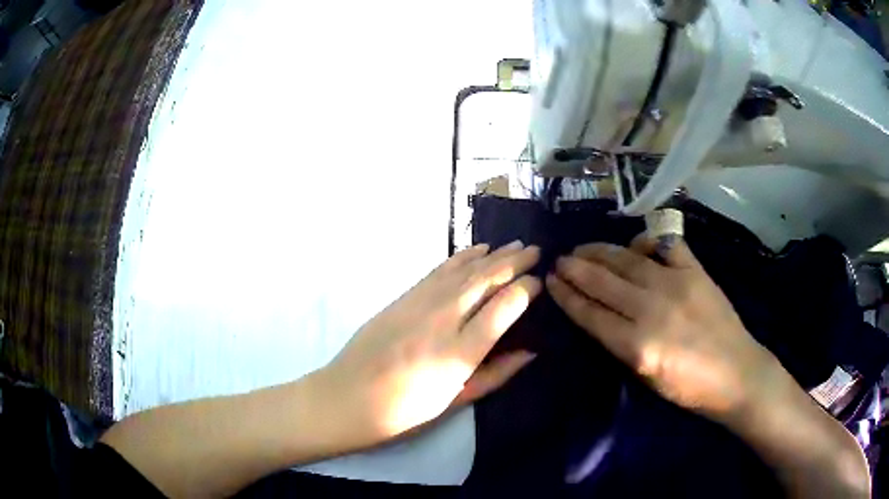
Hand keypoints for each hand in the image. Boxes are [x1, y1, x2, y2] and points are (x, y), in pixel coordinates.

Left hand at [316, 242, 541, 449]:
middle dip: (515, 262)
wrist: (346, 397)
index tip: (539, 282)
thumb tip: (530, 351)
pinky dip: (462, 257)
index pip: (504, 307)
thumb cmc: (404, 412)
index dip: (526, 289)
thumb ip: (495, 374)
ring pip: (465, 269)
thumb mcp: (455, 402)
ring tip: (515, 245)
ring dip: (493, 254)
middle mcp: (444, 319)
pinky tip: (476, 250)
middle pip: (486, 280)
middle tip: (537, 251)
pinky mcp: (403, 297)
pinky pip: (439, 270)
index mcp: (460, 352)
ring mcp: (420, 304)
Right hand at [546, 236, 779, 420]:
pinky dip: (646, 241)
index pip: (591, 313)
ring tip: (582, 248)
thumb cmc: (689, 388)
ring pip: (627, 259)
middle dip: (576, 268)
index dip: (567, 296)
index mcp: (637, 345)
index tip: (551, 281)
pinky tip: (634, 245)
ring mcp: (676, 284)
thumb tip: (599, 316)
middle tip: (560, 259)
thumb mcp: (646, 379)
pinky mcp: (696, 271)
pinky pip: (665, 245)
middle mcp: (652, 309)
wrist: (737, 373)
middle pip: (603, 282)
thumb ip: (621, 346)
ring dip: (600, 251)